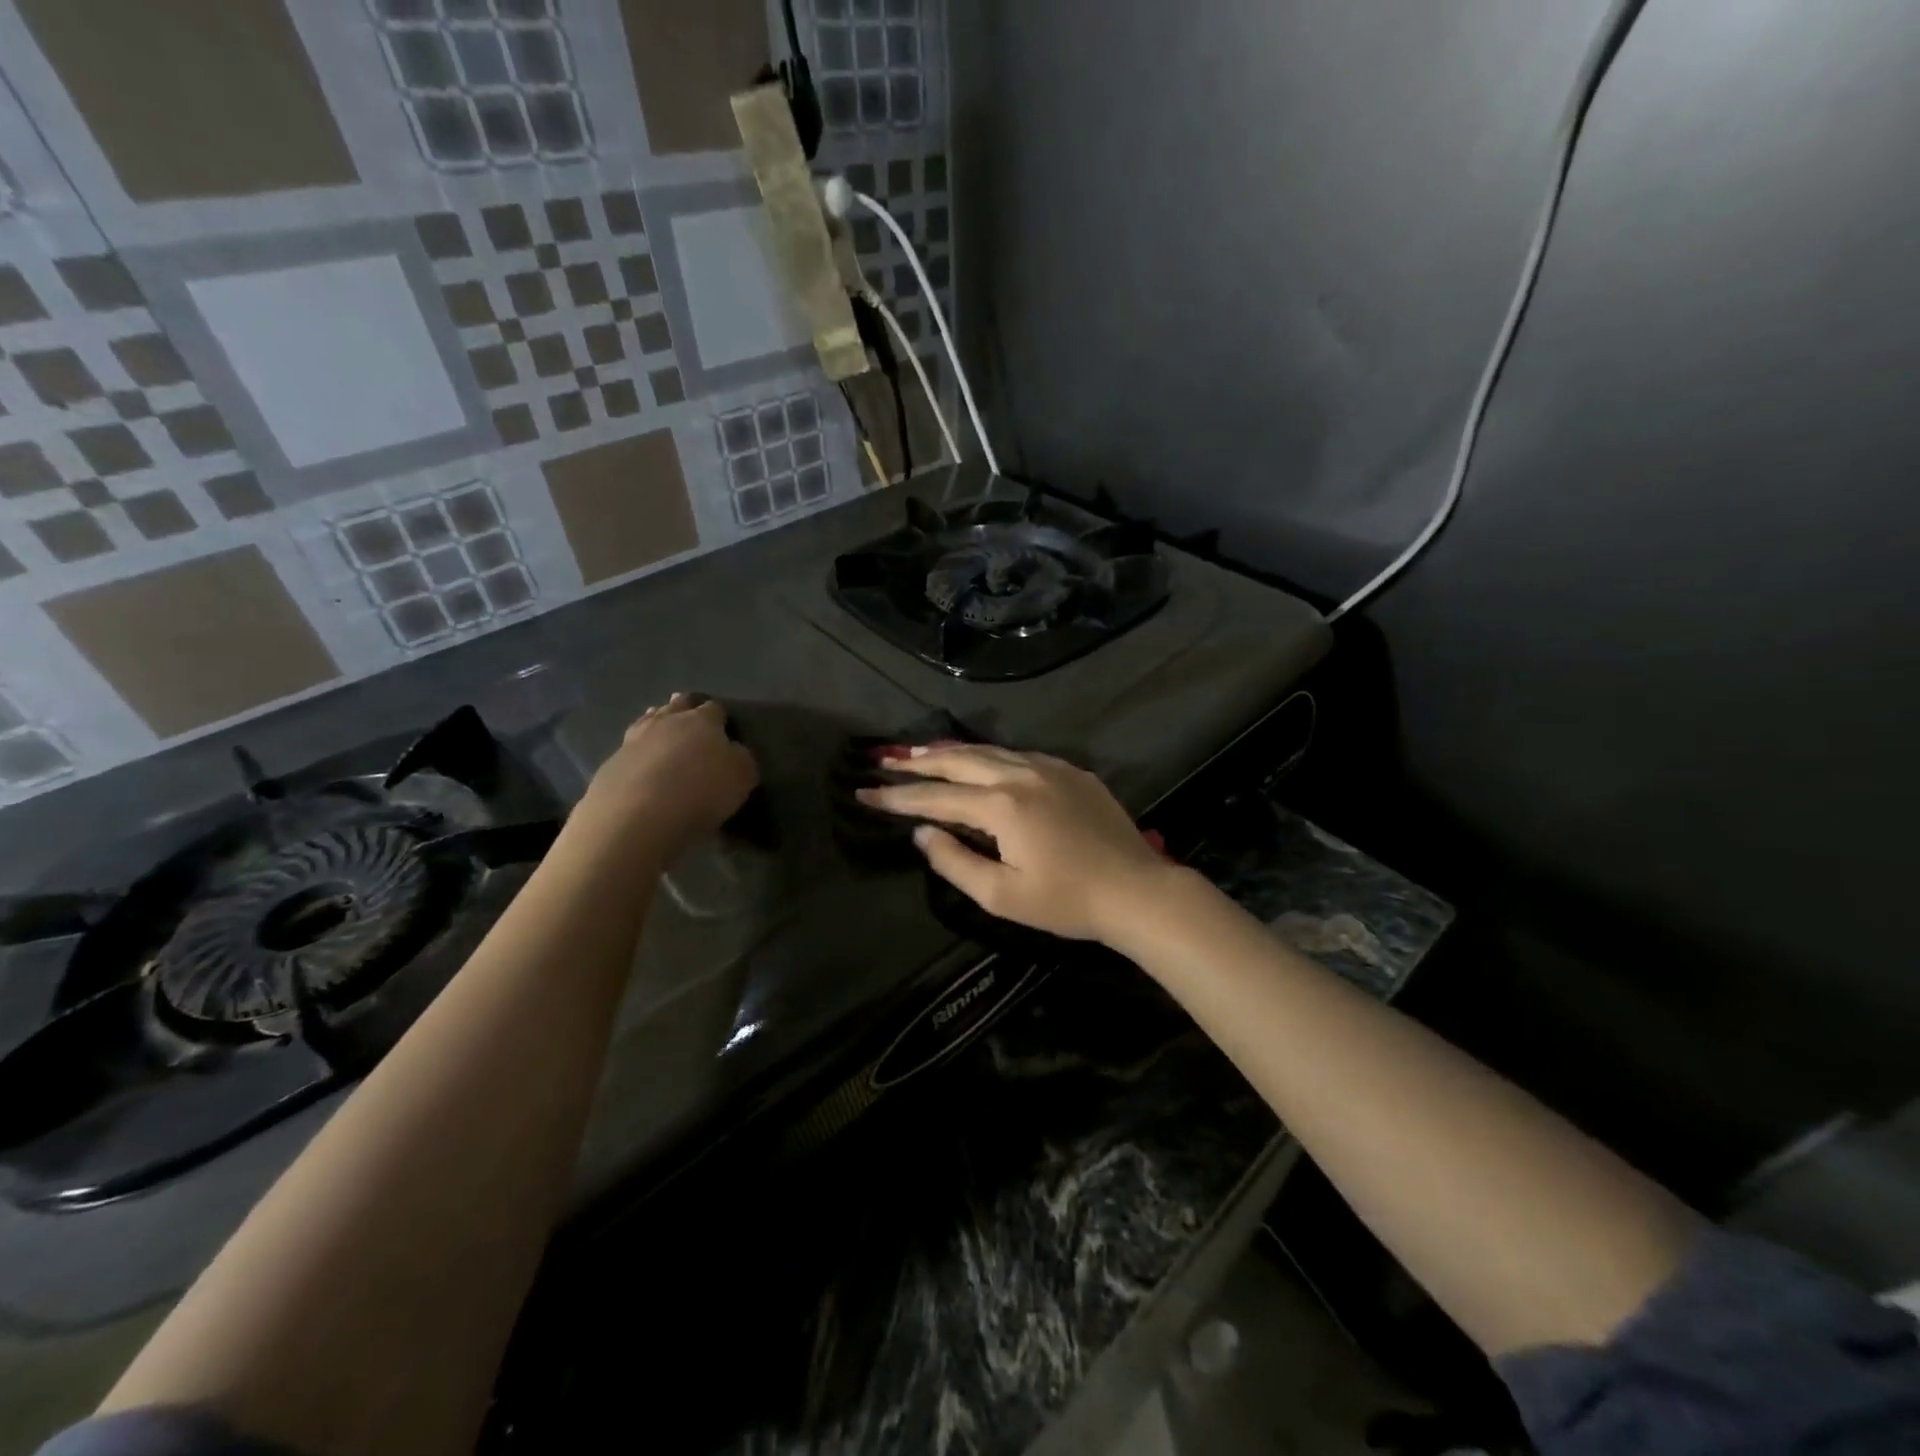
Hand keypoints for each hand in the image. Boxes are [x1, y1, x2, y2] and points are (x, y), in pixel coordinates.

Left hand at [574, 694, 757, 859]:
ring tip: (662, 732)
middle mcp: (667, 722)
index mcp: (702, 721)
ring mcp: (634, 740)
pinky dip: (638, 752)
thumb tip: (732, 751)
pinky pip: (629, 748)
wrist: (636, 816)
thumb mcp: (741, 777)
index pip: (714, 709)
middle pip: (677, 705)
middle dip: (685, 707)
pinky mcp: (611, 763)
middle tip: (690, 715)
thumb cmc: (700, 792)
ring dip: (657, 723)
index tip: (724, 727)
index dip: (720, 717)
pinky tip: (640, 763)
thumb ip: (740, 759)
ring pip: (648, 721)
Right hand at [857, 745, 1176, 942]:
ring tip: (920, 752)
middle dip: (917, 761)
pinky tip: (979, 760)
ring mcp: (1050, 767)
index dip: (897, 797)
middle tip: (884, 760)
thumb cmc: (1067, 902)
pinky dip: (989, 755)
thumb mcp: (1002, 896)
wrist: (1137, 891)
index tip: (863, 791)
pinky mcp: (1071, 771)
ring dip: (951, 751)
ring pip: (989, 750)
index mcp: (1002, 806)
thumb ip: (955, 862)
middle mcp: (1022, 774)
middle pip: (958, 760)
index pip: (936, 797)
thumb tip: (921, 833)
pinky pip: (1019, 755)